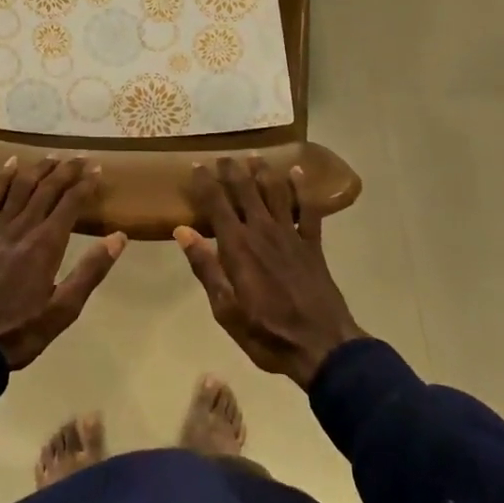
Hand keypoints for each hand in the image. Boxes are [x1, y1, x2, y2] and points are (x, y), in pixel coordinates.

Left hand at [0, 156, 125, 368]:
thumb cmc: (18, 332)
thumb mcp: (63, 311)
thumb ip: (90, 271)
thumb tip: (119, 237)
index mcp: (46, 245)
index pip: (71, 203)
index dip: (85, 183)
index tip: (97, 168)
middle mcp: (23, 228)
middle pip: (47, 189)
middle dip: (66, 171)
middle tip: (81, 157)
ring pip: (20, 188)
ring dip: (38, 169)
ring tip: (52, 157)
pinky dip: (0, 179)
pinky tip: (9, 165)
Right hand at [175, 156, 365, 387]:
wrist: (321, 346)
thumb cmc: (266, 333)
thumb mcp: (226, 309)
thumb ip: (205, 267)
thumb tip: (182, 230)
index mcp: (237, 246)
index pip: (216, 203)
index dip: (204, 182)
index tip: (196, 166)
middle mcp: (262, 230)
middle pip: (245, 189)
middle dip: (232, 170)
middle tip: (223, 156)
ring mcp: (290, 234)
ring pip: (275, 191)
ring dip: (263, 171)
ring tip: (254, 156)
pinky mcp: (312, 243)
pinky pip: (308, 208)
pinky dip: (302, 188)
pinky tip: (297, 171)